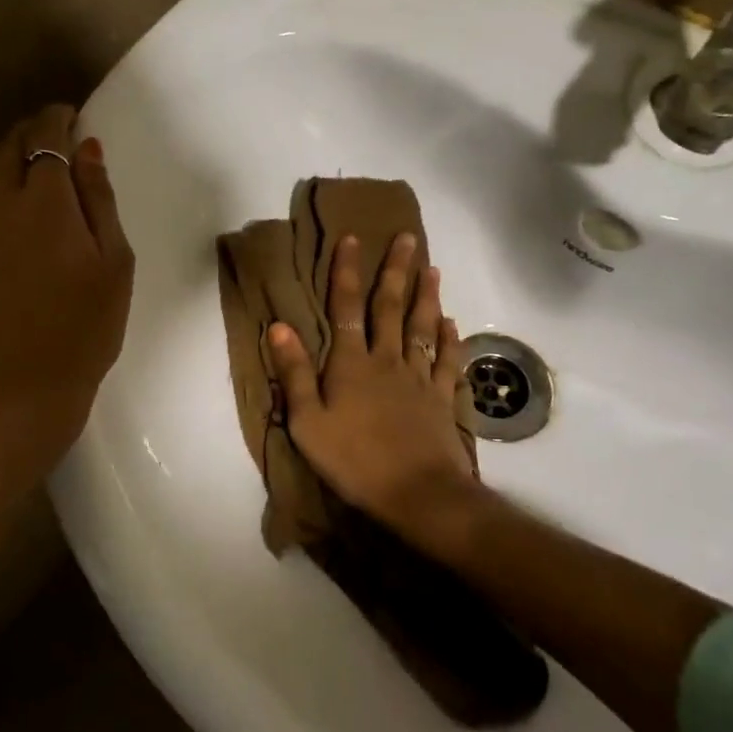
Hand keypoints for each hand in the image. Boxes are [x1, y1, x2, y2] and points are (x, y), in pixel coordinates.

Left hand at [0, 104, 134, 467]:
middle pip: (8, 147)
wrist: (22, 391)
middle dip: (32, 131)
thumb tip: (87, 151)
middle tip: (59, 135)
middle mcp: (0, 205)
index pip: (44, 136)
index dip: (58, 117)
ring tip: (45, 172)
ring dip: (16, 161)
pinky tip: (24, 217)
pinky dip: (4, 193)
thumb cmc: (85, 327)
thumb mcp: (113, 262)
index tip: (73, 113)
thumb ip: (99, 200)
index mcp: (43, 201)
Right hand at [266, 233, 479, 541]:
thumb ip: (296, 374)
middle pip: (391, 307)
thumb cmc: (354, 460)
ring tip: (432, 269)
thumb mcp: (308, 422)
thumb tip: (279, 326)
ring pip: (424, 327)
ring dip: (427, 296)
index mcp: (352, 364)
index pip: (346, 307)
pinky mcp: (442, 399)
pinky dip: (451, 340)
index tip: (351, 238)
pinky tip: (453, 324)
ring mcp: (419, 378)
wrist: (418, 494)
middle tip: (406, 238)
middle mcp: (387, 360)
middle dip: (396, 270)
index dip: (346, 271)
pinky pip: (448, 361)